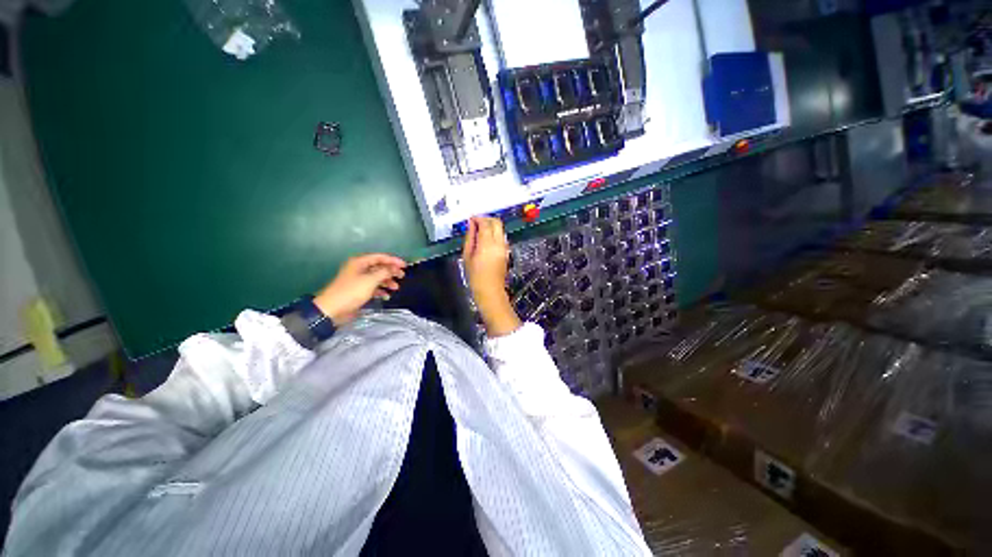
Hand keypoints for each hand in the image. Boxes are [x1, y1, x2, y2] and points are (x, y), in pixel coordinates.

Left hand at [314, 253, 406, 325]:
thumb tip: (394, 268)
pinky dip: (380, 290)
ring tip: (396, 288)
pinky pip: (373, 287)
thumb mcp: (370, 280)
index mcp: (359, 262)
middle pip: (379, 267)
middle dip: (391, 271)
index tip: (405, 266)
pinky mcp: (358, 290)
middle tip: (402, 276)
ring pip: (377, 277)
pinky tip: (386, 296)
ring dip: (387, 281)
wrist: (332, 309)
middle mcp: (359, 269)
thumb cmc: (351, 292)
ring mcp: (358, 280)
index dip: (393, 260)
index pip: (380, 257)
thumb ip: (384, 272)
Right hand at [462, 217, 520, 336]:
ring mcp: (505, 247)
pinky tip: (486, 240)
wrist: (490, 291)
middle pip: (497, 222)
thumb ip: (470, 238)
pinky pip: (502, 237)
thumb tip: (471, 225)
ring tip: (480, 231)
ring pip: (501, 229)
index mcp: (487, 244)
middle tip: (476, 222)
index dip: (478, 218)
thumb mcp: (467, 256)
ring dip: (491, 226)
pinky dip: (495, 233)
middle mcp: (499, 243)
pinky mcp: (507, 252)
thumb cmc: (475, 276)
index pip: (485, 223)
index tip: (471, 219)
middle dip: (486, 219)